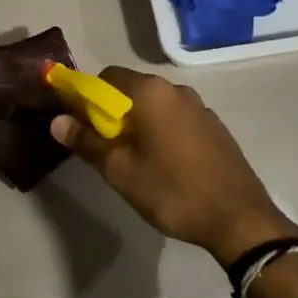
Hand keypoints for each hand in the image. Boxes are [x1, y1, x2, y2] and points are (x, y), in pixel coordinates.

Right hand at [50, 67, 297, 264]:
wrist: (239, 220)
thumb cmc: (172, 191)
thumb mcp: (120, 171)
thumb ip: (87, 142)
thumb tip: (57, 120)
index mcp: (151, 92)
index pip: (107, 77)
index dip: (88, 96)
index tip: (80, 123)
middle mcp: (176, 90)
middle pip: (132, 89)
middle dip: (113, 112)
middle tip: (104, 147)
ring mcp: (200, 107)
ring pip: (156, 106)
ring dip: (139, 123)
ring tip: (134, 159)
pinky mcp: (215, 128)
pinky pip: (177, 119)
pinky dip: (162, 131)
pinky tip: (165, 164)